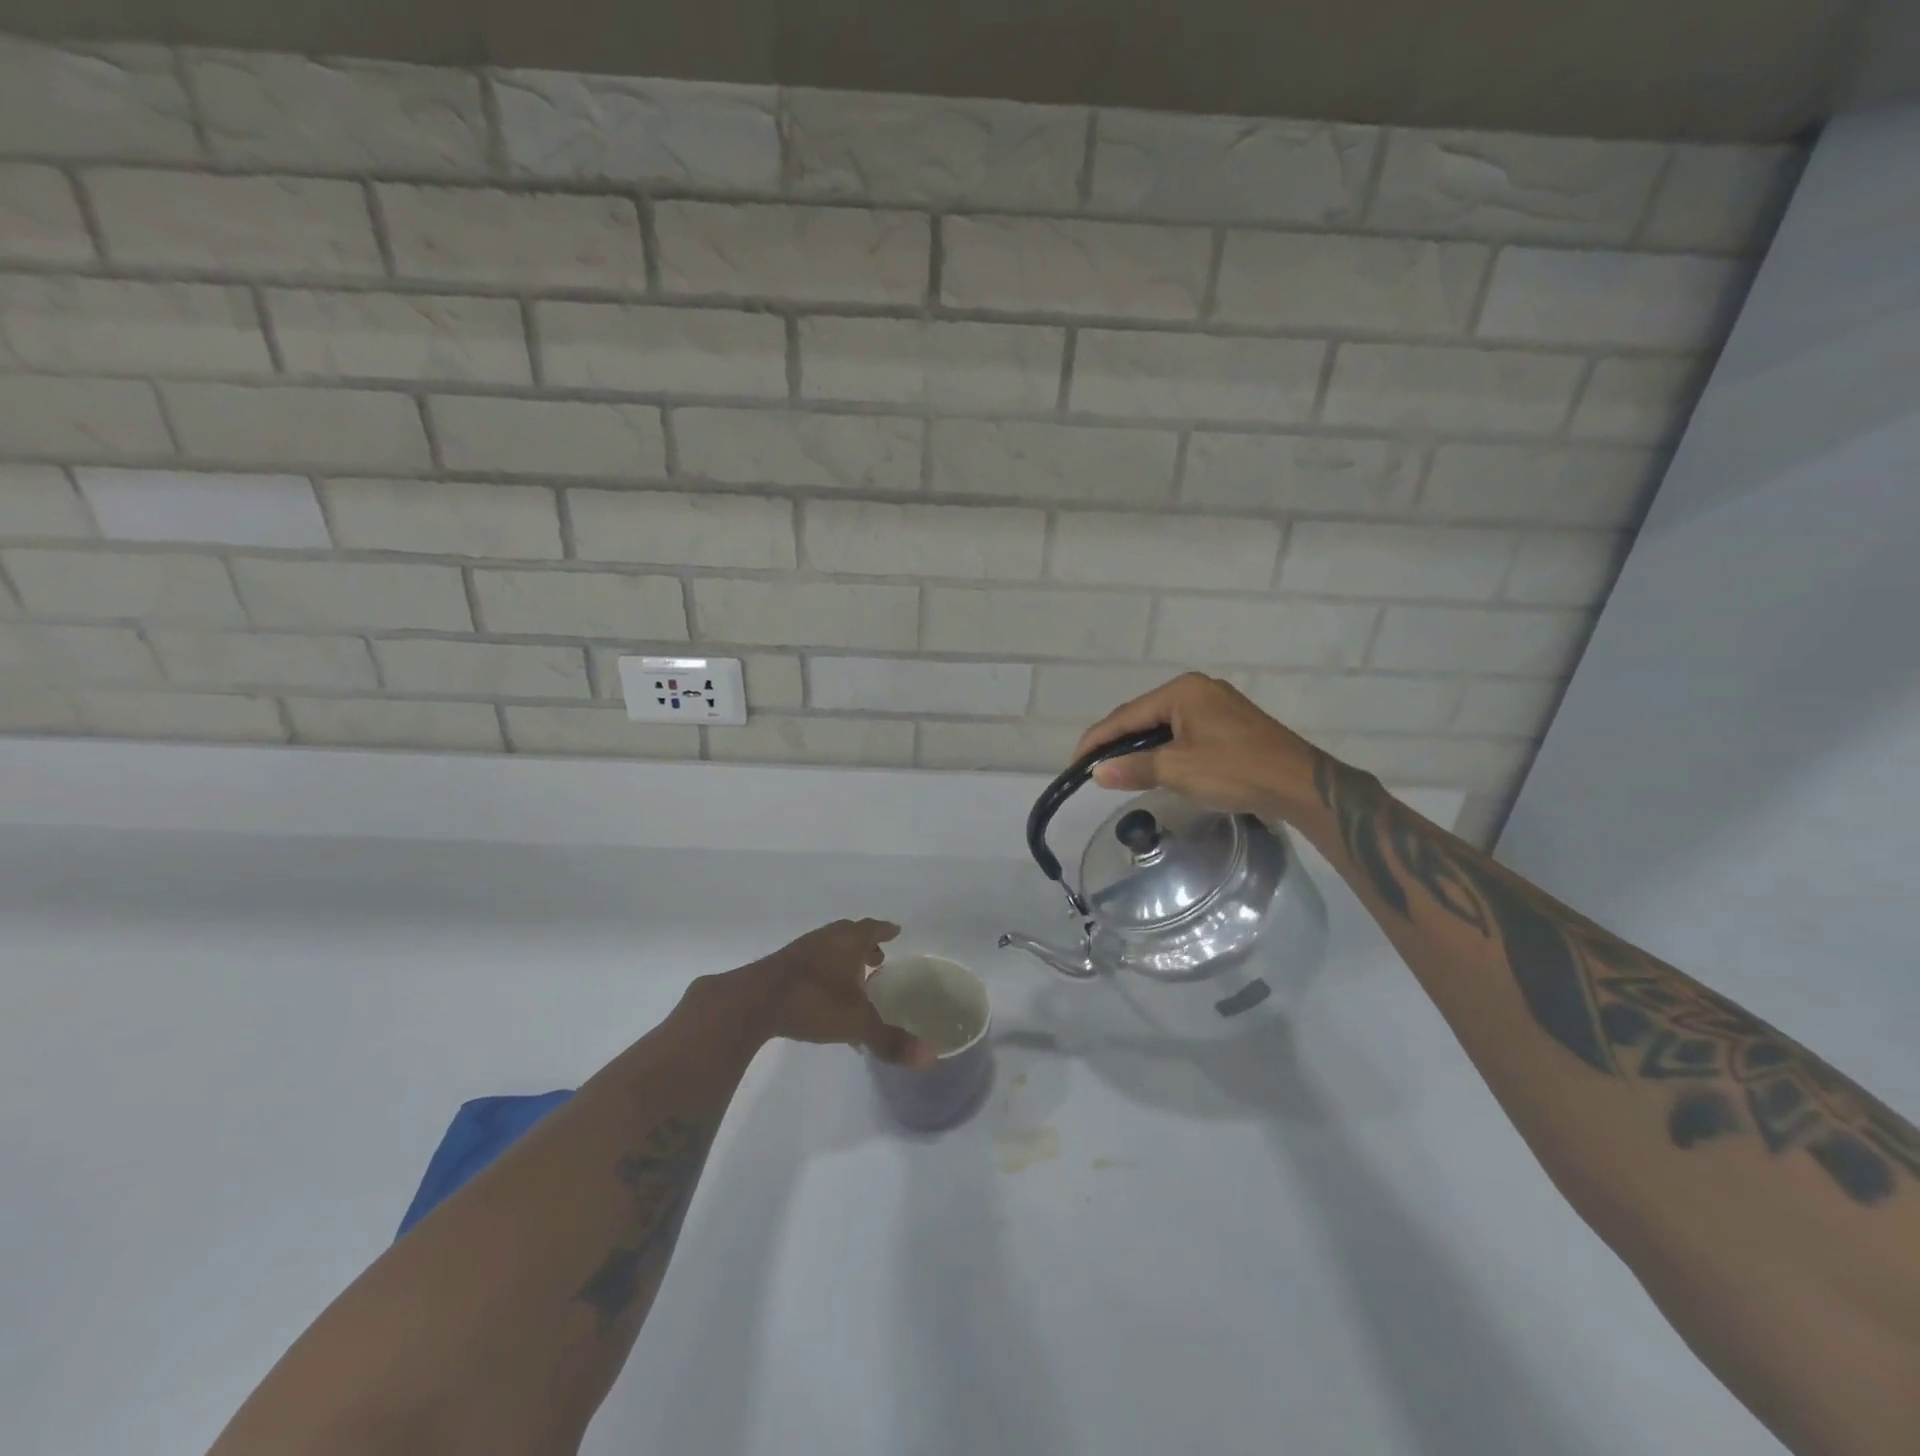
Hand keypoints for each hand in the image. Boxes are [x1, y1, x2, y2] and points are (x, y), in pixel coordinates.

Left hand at [743, 919, 936, 1066]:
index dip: (885, 930)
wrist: (753, 1001)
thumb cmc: (812, 1001)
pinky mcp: (781, 967)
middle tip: (878, 957)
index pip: (872, 928)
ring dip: (843, 958)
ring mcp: (801, 951)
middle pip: (850, 933)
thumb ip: (889, 1040)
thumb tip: (929, 1058)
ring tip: (853, 979)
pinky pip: (811, 962)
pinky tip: (823, 998)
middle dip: (865, 944)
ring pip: (828, 947)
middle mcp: (826, 939)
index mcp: (848, 942)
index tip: (896, 931)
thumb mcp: (856, 1023)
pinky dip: (824, 972)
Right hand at [1073, 673, 1324, 819]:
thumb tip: (1098, 772)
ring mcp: (1216, 704)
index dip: (1097, 740)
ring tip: (1116, 768)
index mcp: (1183, 691)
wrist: (1299, 784)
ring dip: (1139, 746)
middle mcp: (1197, 689)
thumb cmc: (1235, 770)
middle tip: (1093, 767)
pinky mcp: (1228, 723)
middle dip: (1116, 741)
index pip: (1126, 715)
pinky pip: (1182, 731)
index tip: (1075, 763)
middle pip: (1143, 715)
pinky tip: (1154, 764)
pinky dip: (1162, 748)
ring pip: (1163, 724)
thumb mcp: (1178, 770)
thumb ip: (1134, 768)